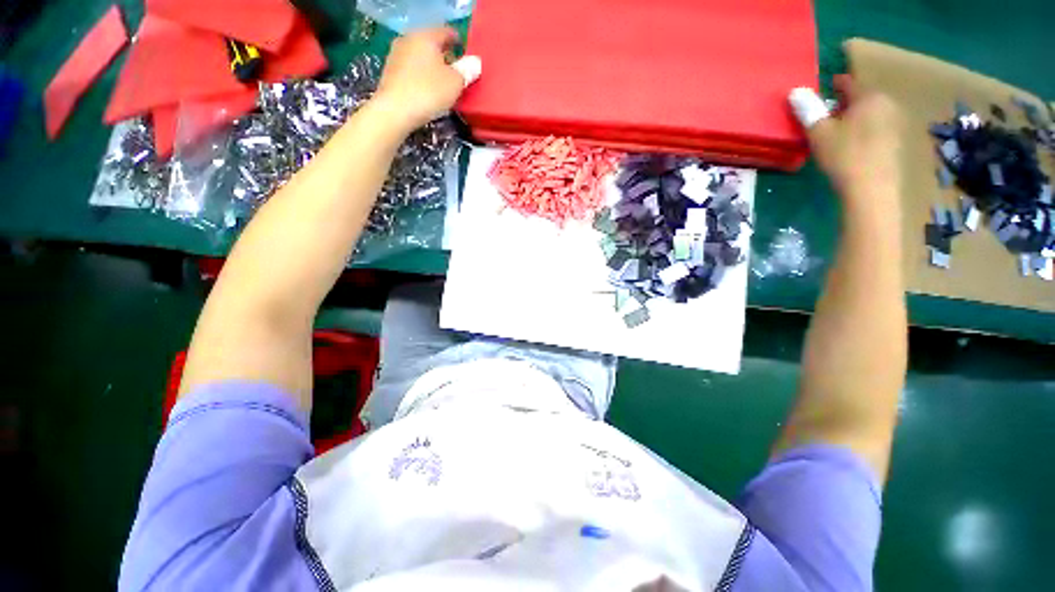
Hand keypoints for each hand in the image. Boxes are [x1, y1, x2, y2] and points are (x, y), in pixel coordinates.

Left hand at [373, 27, 481, 132]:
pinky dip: (421, 75)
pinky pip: (411, 69)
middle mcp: (409, 38)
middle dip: (444, 55)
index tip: (466, 54)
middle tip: (456, 71)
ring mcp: (396, 54)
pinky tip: (427, 90)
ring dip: (432, 66)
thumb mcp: (455, 83)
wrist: (395, 111)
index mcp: (426, 36)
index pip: (447, 32)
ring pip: (420, 56)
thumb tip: (475, 62)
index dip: (459, 42)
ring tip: (442, 83)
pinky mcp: (389, 71)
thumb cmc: (429, 92)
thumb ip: (467, 70)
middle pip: (431, 43)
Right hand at [792, 75, 902, 199]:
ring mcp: (895, 124)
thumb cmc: (844, 155)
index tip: (826, 87)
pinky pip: (877, 129)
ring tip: (839, 130)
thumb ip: (808, 110)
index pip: (850, 82)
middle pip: (863, 98)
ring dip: (856, 118)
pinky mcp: (896, 143)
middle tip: (828, 113)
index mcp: (869, 96)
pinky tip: (852, 145)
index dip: (836, 84)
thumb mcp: (819, 132)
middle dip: (846, 103)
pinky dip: (864, 131)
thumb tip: (795, 91)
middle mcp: (887, 104)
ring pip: (871, 114)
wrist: (871, 189)